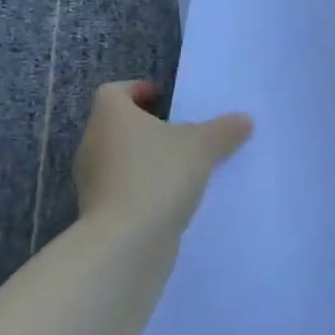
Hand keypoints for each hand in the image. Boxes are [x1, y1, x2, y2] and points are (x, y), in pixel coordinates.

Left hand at [73, 80, 251, 239]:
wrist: (125, 244)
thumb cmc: (158, 176)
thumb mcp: (202, 146)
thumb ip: (224, 130)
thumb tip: (244, 120)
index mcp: (110, 116)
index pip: (114, 91)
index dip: (138, 90)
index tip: (165, 100)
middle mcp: (93, 143)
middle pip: (117, 125)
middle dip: (147, 127)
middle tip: (181, 133)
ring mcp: (91, 181)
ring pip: (119, 159)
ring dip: (145, 160)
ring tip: (182, 168)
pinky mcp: (97, 214)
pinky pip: (121, 190)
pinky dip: (142, 190)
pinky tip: (171, 200)